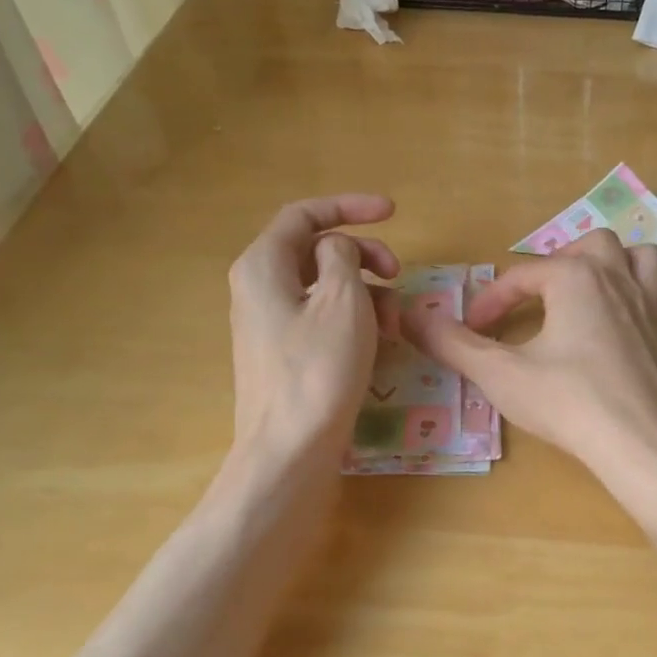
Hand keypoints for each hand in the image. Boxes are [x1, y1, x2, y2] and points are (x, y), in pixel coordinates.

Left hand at [228, 194, 398, 459]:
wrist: (290, 450)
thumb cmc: (319, 368)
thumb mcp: (343, 299)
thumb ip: (343, 256)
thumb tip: (336, 250)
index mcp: (263, 265)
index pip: (304, 215)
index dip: (350, 206)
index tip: (393, 213)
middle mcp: (259, 288)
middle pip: (316, 250)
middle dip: (363, 255)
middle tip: (398, 273)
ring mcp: (270, 324)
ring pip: (324, 287)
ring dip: (366, 292)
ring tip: (397, 321)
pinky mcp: (285, 354)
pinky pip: (322, 318)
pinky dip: (354, 319)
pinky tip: (381, 341)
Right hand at [404, 230, 656, 488]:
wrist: (643, 443)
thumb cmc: (569, 402)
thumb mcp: (501, 374)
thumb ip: (454, 344)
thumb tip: (409, 316)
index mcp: (575, 277)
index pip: (522, 276)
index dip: (491, 301)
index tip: (472, 330)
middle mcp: (616, 277)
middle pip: (584, 247)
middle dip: (553, 266)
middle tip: (533, 301)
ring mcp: (649, 302)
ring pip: (633, 255)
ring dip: (607, 263)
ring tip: (582, 292)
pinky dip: (638, 287)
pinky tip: (618, 319)